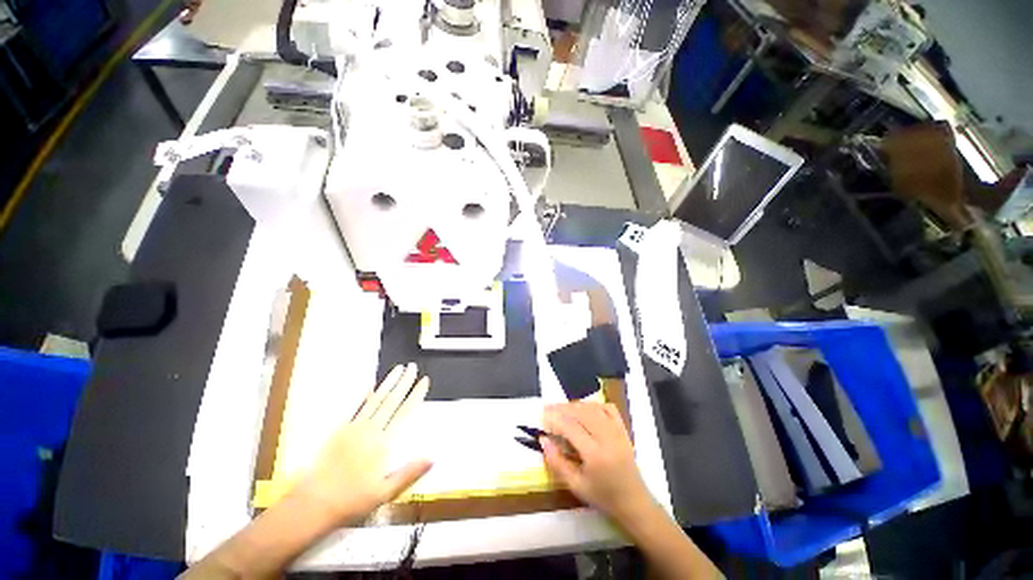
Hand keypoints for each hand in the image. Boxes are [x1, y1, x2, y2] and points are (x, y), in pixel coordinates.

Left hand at [289, 364, 432, 525]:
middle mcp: (371, 430)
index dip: (416, 395)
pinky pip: (356, 407)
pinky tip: (371, 385)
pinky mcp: (340, 430)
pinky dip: (365, 394)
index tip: (424, 380)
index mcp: (383, 442)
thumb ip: (410, 472)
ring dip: (388, 382)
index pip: (404, 412)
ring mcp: (354, 427)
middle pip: (391, 400)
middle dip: (404, 382)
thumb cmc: (352, 500)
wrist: (313, 503)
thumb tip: (432, 457)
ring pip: (375, 399)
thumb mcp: (385, 493)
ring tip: (397, 369)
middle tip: (412, 367)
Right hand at [542, 402, 652, 522]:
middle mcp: (607, 438)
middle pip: (581, 413)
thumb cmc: (602, 497)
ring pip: (593, 408)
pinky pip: (608, 408)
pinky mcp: (623, 429)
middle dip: (562, 408)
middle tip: (548, 408)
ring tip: (562, 409)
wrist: (633, 502)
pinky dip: (594, 405)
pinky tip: (584, 409)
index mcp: (595, 454)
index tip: (542, 416)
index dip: (555, 419)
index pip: (571, 427)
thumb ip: (557, 462)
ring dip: (575, 405)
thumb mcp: (575, 485)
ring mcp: (617, 431)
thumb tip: (543, 439)